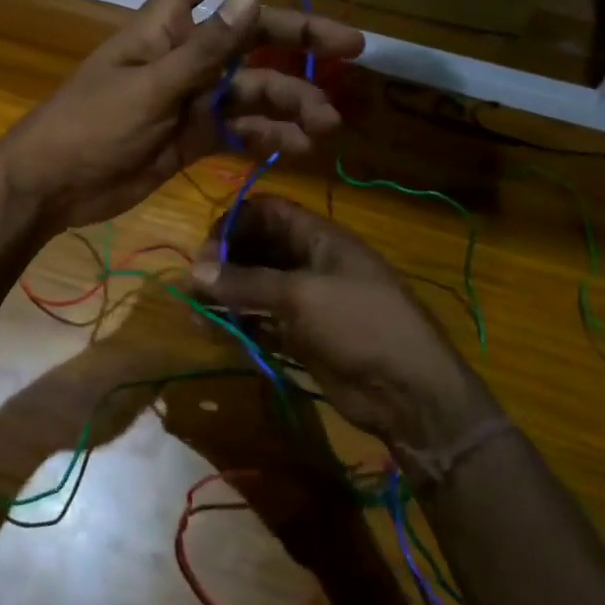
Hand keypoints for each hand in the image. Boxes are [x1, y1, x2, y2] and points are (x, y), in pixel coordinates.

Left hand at [0, 0, 363, 230]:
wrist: (53, 187)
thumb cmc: (90, 125)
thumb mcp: (150, 87)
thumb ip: (205, 50)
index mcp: (164, 28)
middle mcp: (184, 56)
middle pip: (248, 34)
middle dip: (297, 36)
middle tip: (351, 48)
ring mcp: (191, 98)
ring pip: (252, 88)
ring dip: (291, 101)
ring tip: (326, 122)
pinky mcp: (194, 137)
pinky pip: (241, 129)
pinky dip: (269, 136)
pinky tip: (298, 148)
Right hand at [191, 194, 494, 449]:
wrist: (409, 392)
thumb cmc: (361, 325)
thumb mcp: (302, 296)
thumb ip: (248, 281)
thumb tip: (195, 270)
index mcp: (320, 238)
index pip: (269, 212)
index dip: (235, 221)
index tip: (206, 246)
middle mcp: (311, 262)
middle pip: (259, 247)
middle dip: (225, 259)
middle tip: (195, 282)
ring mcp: (308, 300)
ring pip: (257, 285)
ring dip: (226, 293)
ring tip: (195, 308)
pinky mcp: (303, 334)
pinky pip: (263, 319)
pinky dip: (239, 322)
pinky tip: (215, 331)